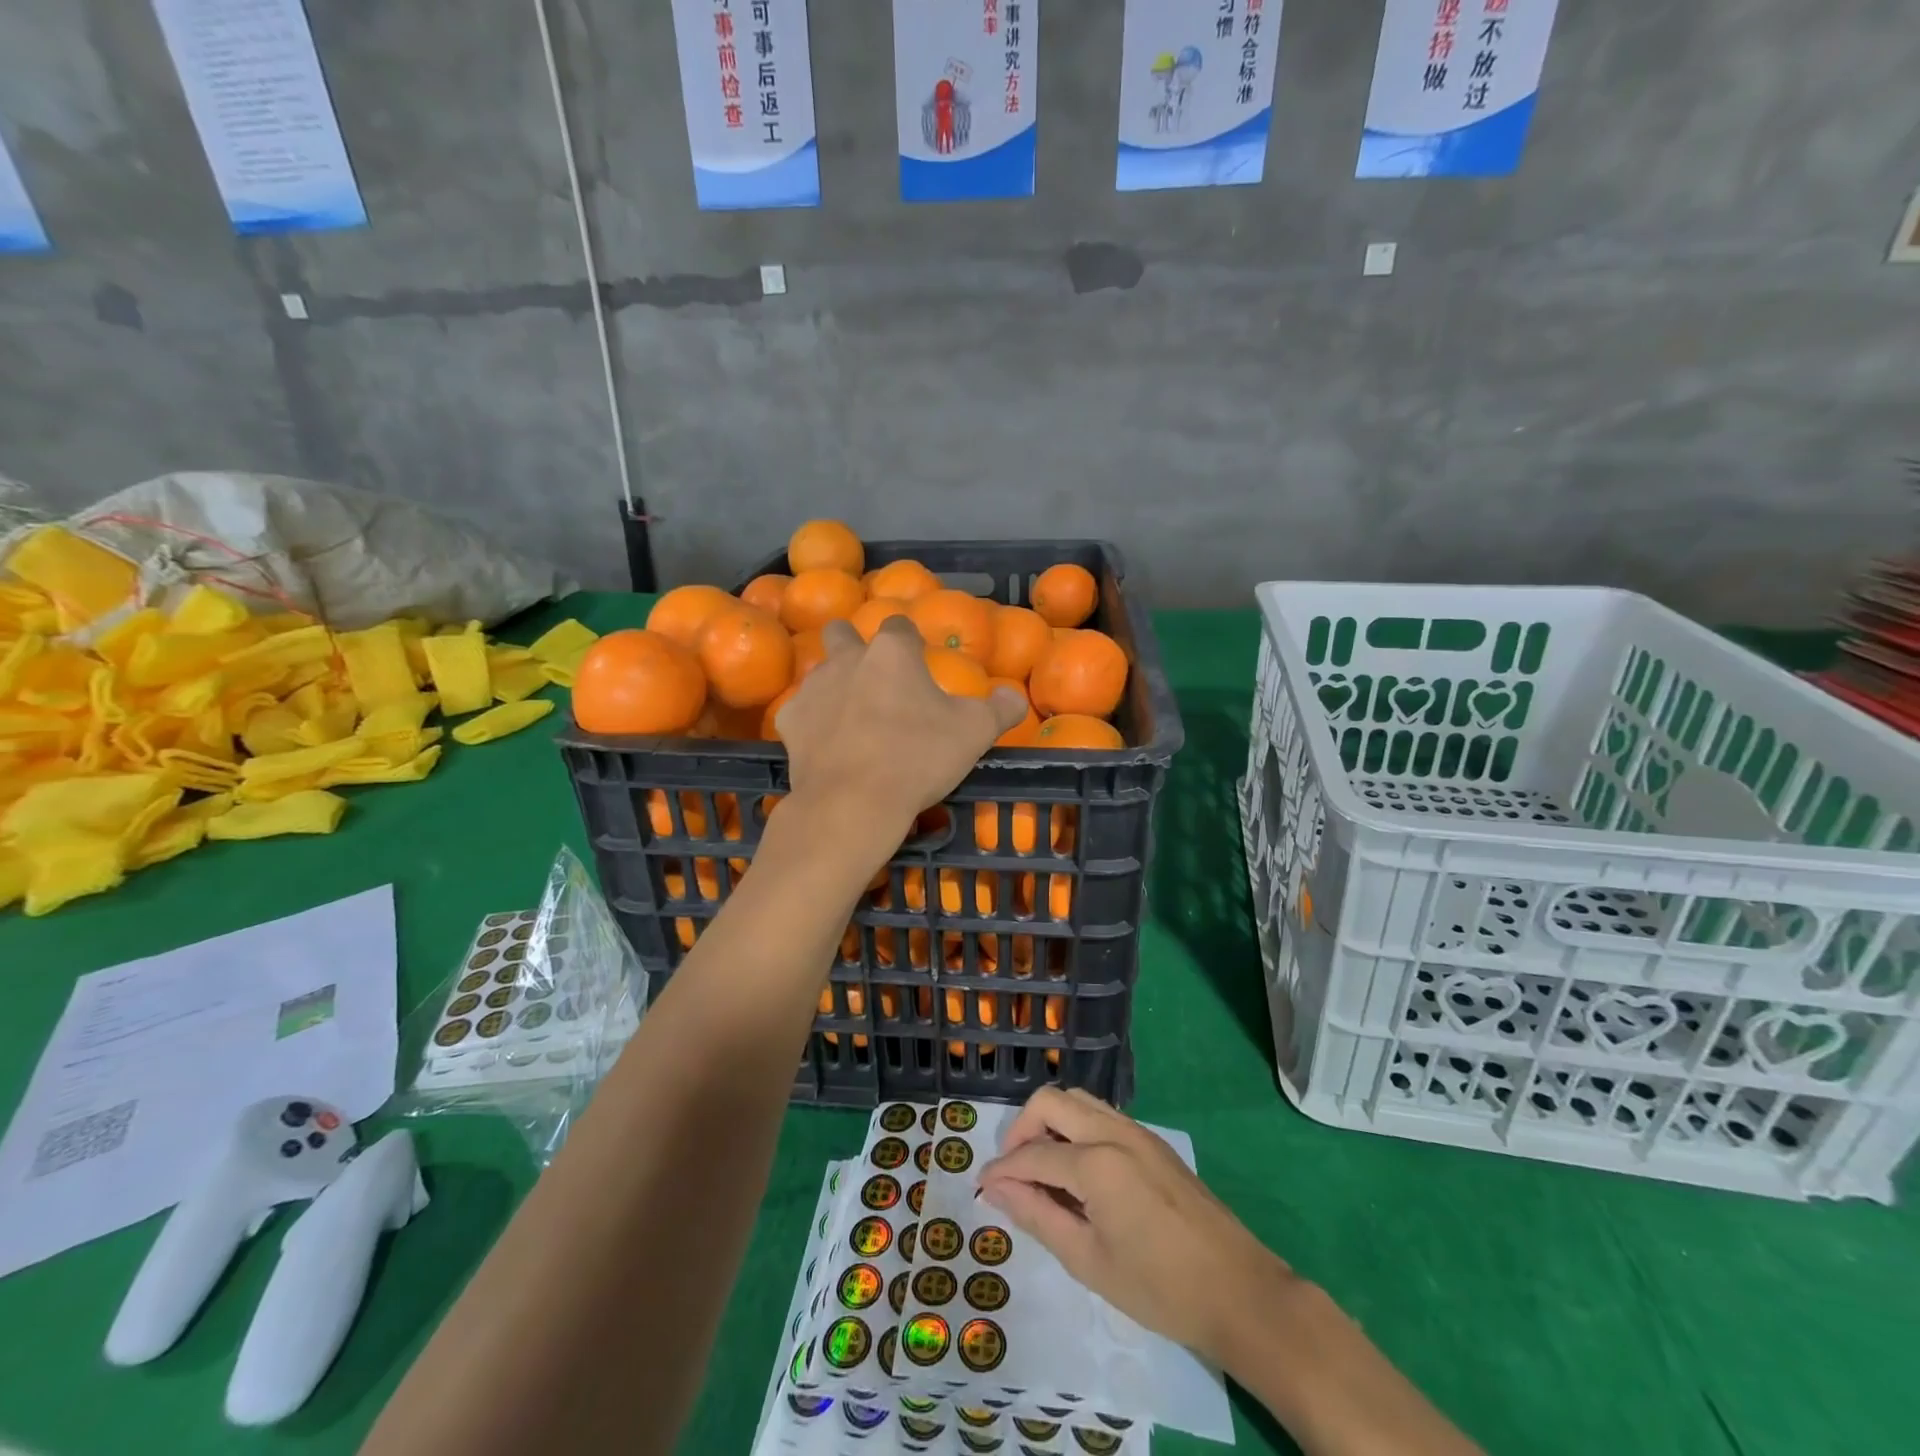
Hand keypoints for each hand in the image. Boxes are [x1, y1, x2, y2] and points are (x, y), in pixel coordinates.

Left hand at [774, 617, 1025, 848]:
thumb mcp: (976, 732)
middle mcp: (847, 658)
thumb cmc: (918, 757)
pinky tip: (828, 747)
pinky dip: (815, 724)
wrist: (853, 802)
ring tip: (854, 719)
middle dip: (854, 646)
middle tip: (875, 679)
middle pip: (843, 632)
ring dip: (835, 686)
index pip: (900, 625)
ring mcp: (813, 688)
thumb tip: (1014, 697)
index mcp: (892, 652)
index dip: (911, 641)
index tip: (920, 663)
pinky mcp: (790, 721)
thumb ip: (1001, 708)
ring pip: (820, 672)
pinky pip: (802, 712)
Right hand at [977, 1087, 1292, 1363]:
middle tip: (1013, 1170)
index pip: (1032, 1155)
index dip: (1002, 1170)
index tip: (981, 1186)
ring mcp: (1137, 1131)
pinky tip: (1078, 1171)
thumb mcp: (1089, 1261)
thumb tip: (997, 1190)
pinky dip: (1077, 1128)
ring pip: (1078, 1100)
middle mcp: (1113, 1131)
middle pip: (1051, 1102)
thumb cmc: (1159, 1287)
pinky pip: (1102, 1115)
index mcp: (1095, 1163)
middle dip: (1022, 1129)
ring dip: (1051, 1122)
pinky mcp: (1153, 1141)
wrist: (1238, 1290)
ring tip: (1043, 1168)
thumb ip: (1038, 1217)